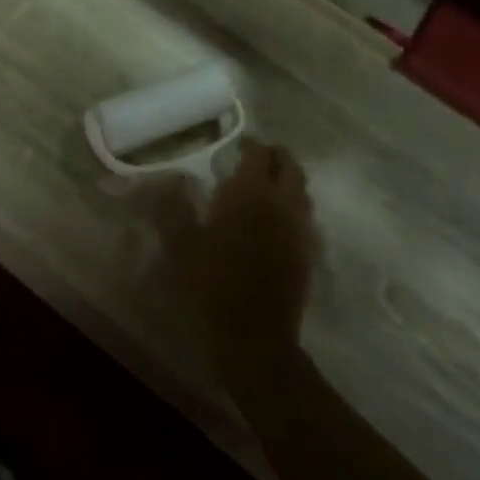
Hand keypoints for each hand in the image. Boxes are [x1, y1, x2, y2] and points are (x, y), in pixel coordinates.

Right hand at [156, 141, 316, 376]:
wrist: (254, 336)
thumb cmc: (211, 284)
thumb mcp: (180, 245)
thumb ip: (173, 208)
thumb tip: (170, 181)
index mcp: (250, 193)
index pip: (260, 153)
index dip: (250, 144)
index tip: (236, 145)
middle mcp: (282, 203)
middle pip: (290, 165)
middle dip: (274, 157)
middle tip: (254, 159)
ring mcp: (300, 228)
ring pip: (301, 190)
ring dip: (286, 180)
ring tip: (264, 187)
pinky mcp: (308, 252)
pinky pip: (305, 216)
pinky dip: (293, 207)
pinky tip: (274, 220)